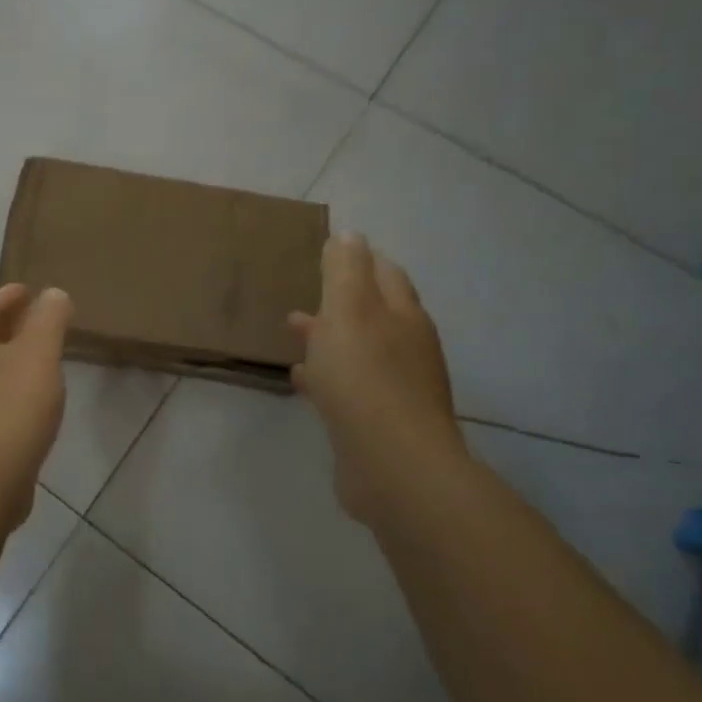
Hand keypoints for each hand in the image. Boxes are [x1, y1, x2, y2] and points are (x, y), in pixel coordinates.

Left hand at [0, 284, 72, 518]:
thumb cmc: (11, 406)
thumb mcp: (38, 352)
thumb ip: (48, 319)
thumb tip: (53, 293)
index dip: (6, 297)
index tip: (28, 290)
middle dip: (8, 327)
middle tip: (37, 320)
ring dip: (11, 360)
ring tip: (41, 359)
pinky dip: (15, 391)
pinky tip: (37, 402)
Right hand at [290, 234, 462, 521]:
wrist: (393, 467)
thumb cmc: (364, 379)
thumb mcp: (348, 312)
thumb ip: (345, 271)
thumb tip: (350, 235)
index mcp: (403, 316)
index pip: (385, 274)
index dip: (361, 259)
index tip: (332, 252)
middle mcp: (407, 348)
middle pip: (374, 312)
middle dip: (342, 299)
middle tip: (308, 289)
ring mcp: (397, 388)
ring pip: (360, 350)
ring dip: (330, 337)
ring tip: (294, 331)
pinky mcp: (381, 422)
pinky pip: (350, 387)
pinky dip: (327, 376)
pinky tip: (302, 380)